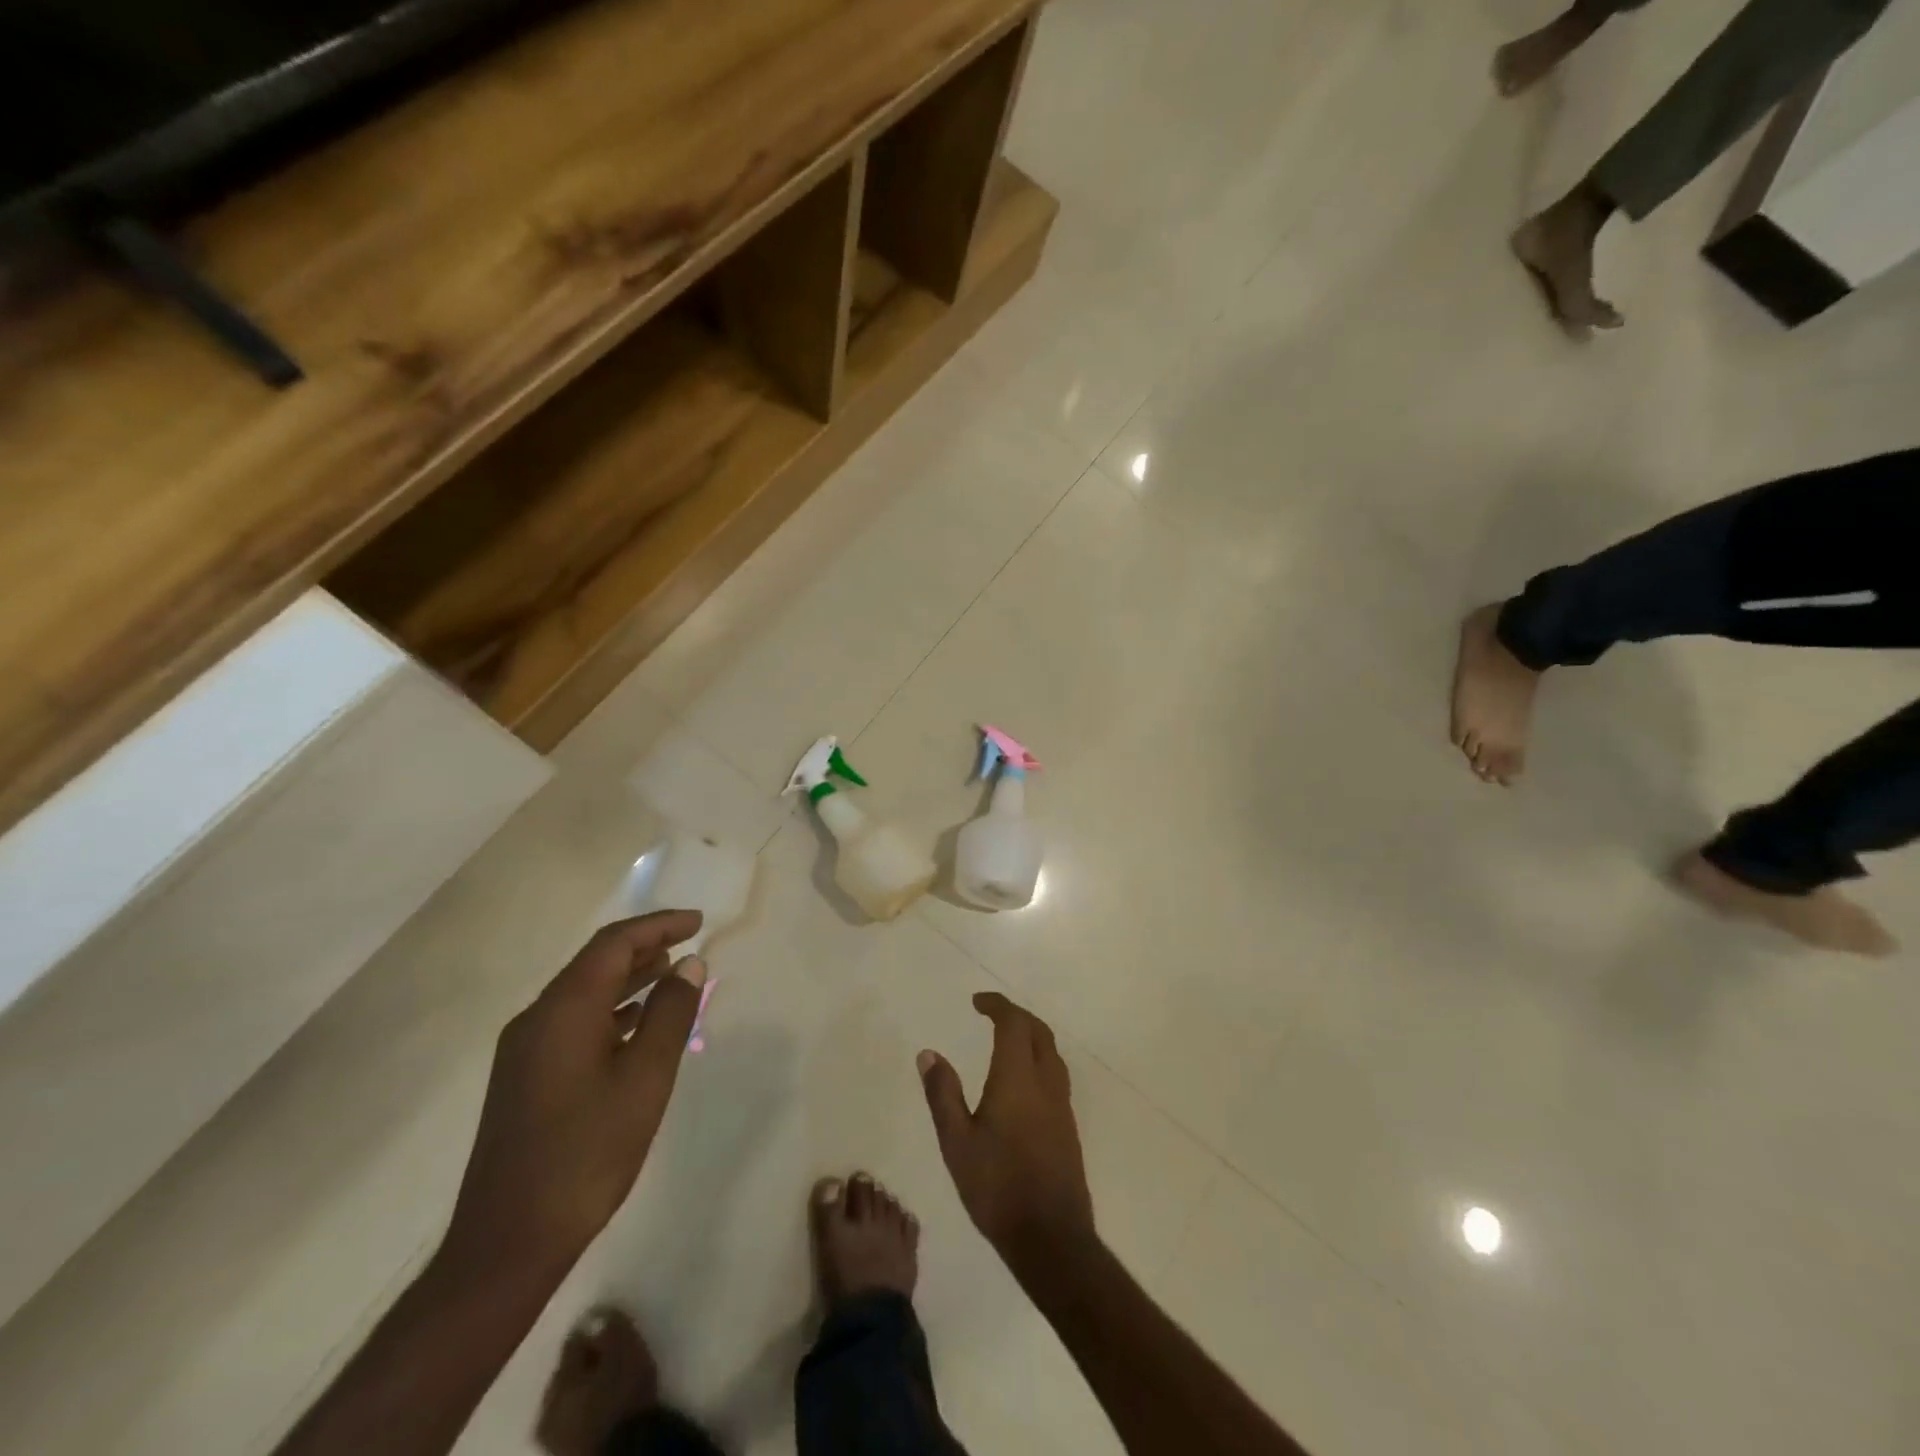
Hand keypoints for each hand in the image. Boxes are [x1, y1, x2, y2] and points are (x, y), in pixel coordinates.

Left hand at [442, 912, 706, 1286]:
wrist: (507, 1244)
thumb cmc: (586, 1155)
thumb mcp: (645, 1080)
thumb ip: (671, 1015)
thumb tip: (690, 964)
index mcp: (563, 1011)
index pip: (613, 944)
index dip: (658, 925)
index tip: (699, 922)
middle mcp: (536, 1019)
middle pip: (594, 963)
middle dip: (644, 946)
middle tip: (690, 944)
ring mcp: (524, 1050)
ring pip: (583, 992)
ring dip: (629, 978)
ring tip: (672, 974)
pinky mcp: (524, 1077)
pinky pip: (574, 1021)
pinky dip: (611, 1009)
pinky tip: (637, 1024)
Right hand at [918, 992, 1094, 1261]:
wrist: (1051, 1237)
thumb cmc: (997, 1187)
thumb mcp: (957, 1142)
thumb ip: (943, 1094)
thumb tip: (928, 1053)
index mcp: (1017, 1078)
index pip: (1013, 1023)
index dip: (997, 1005)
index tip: (977, 1001)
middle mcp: (1045, 1082)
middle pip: (1038, 1031)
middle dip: (1016, 1015)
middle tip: (992, 1013)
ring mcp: (1061, 1104)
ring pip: (1051, 1052)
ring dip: (1031, 1035)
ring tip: (1006, 1039)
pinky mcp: (1068, 1125)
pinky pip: (1056, 1073)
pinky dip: (1039, 1058)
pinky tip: (1023, 1079)